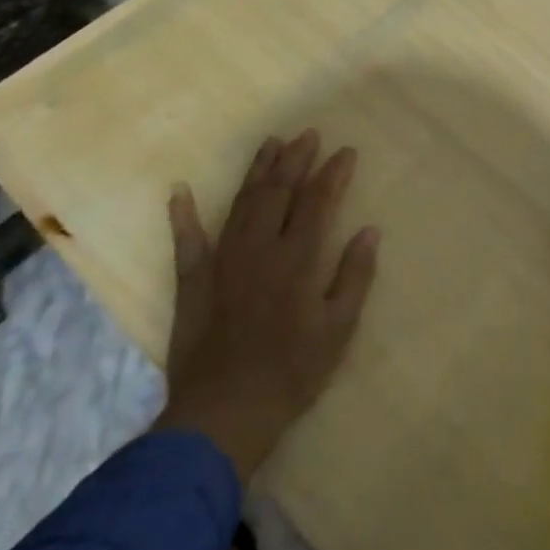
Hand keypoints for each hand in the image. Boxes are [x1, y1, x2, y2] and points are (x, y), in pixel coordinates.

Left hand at [154, 130, 379, 479]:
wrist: (224, 414)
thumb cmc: (291, 373)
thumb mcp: (338, 330)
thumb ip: (354, 277)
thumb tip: (369, 232)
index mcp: (297, 259)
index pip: (318, 202)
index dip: (333, 173)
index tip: (345, 152)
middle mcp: (259, 249)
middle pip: (278, 192)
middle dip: (295, 160)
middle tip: (307, 134)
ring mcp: (222, 262)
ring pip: (241, 204)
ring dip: (256, 171)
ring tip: (270, 143)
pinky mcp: (193, 282)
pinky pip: (186, 242)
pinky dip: (182, 215)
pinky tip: (179, 191)